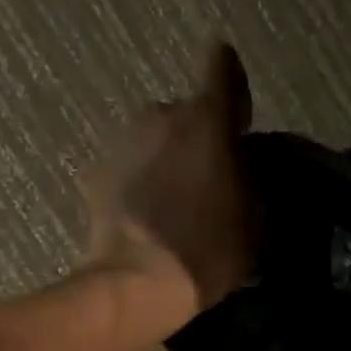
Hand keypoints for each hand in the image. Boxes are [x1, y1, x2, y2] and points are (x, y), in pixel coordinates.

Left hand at [79, 44, 256, 331]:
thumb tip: (244, 173)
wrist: (137, 286)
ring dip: (166, 160)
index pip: (222, 65)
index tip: (237, 122)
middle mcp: (159, 114)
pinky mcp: (93, 173)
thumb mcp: (257, 226)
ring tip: (174, 206)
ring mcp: (120, 142)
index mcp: (207, 119)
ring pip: (153, 139)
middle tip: (209, 183)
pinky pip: (127, 169)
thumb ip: (254, 185)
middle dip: (199, 137)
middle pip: (186, 111)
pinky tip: (144, 221)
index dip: (233, 89)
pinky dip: (137, 185)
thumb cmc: (207, 252)